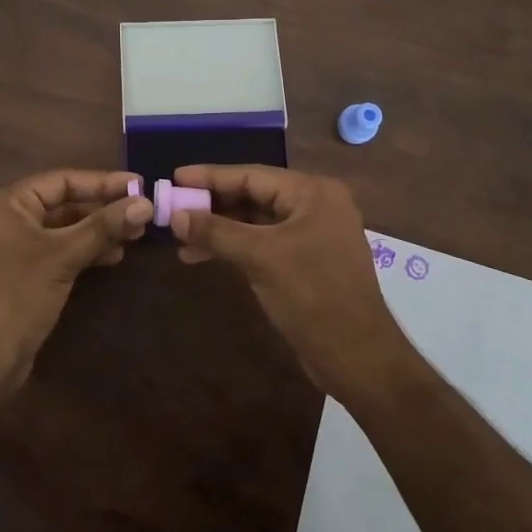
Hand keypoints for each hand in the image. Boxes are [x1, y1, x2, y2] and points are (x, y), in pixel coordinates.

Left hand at [0, 169, 151, 392]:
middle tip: (143, 213)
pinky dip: (84, 250)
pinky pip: (58, 251)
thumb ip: (104, 227)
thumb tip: (146, 203)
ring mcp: (14, 248)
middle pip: (63, 203)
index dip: (103, 182)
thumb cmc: (17, 295)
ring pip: (64, 229)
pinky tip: (113, 256)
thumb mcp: (63, 255)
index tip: (139, 185)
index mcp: (7, 203)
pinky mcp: (23, 274)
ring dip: (98, 231)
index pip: (62, 180)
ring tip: (135, 235)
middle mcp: (7, 219)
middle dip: (103, 209)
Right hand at [170, 164, 417, 401]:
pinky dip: (235, 248)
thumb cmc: (312, 296)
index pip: (252, 175)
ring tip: (181, 239)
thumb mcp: (260, 258)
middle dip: (213, 205)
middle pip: (254, 195)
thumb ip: (216, 231)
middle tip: (173, 208)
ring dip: (219, 230)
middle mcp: (315, 206)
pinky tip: (203, 256)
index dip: (210, 176)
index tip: (174, 176)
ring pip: (256, 222)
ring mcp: (313, 234)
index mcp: (313, 193)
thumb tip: (175, 215)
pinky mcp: (307, 261)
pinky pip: (264, 243)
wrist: (358, 357)